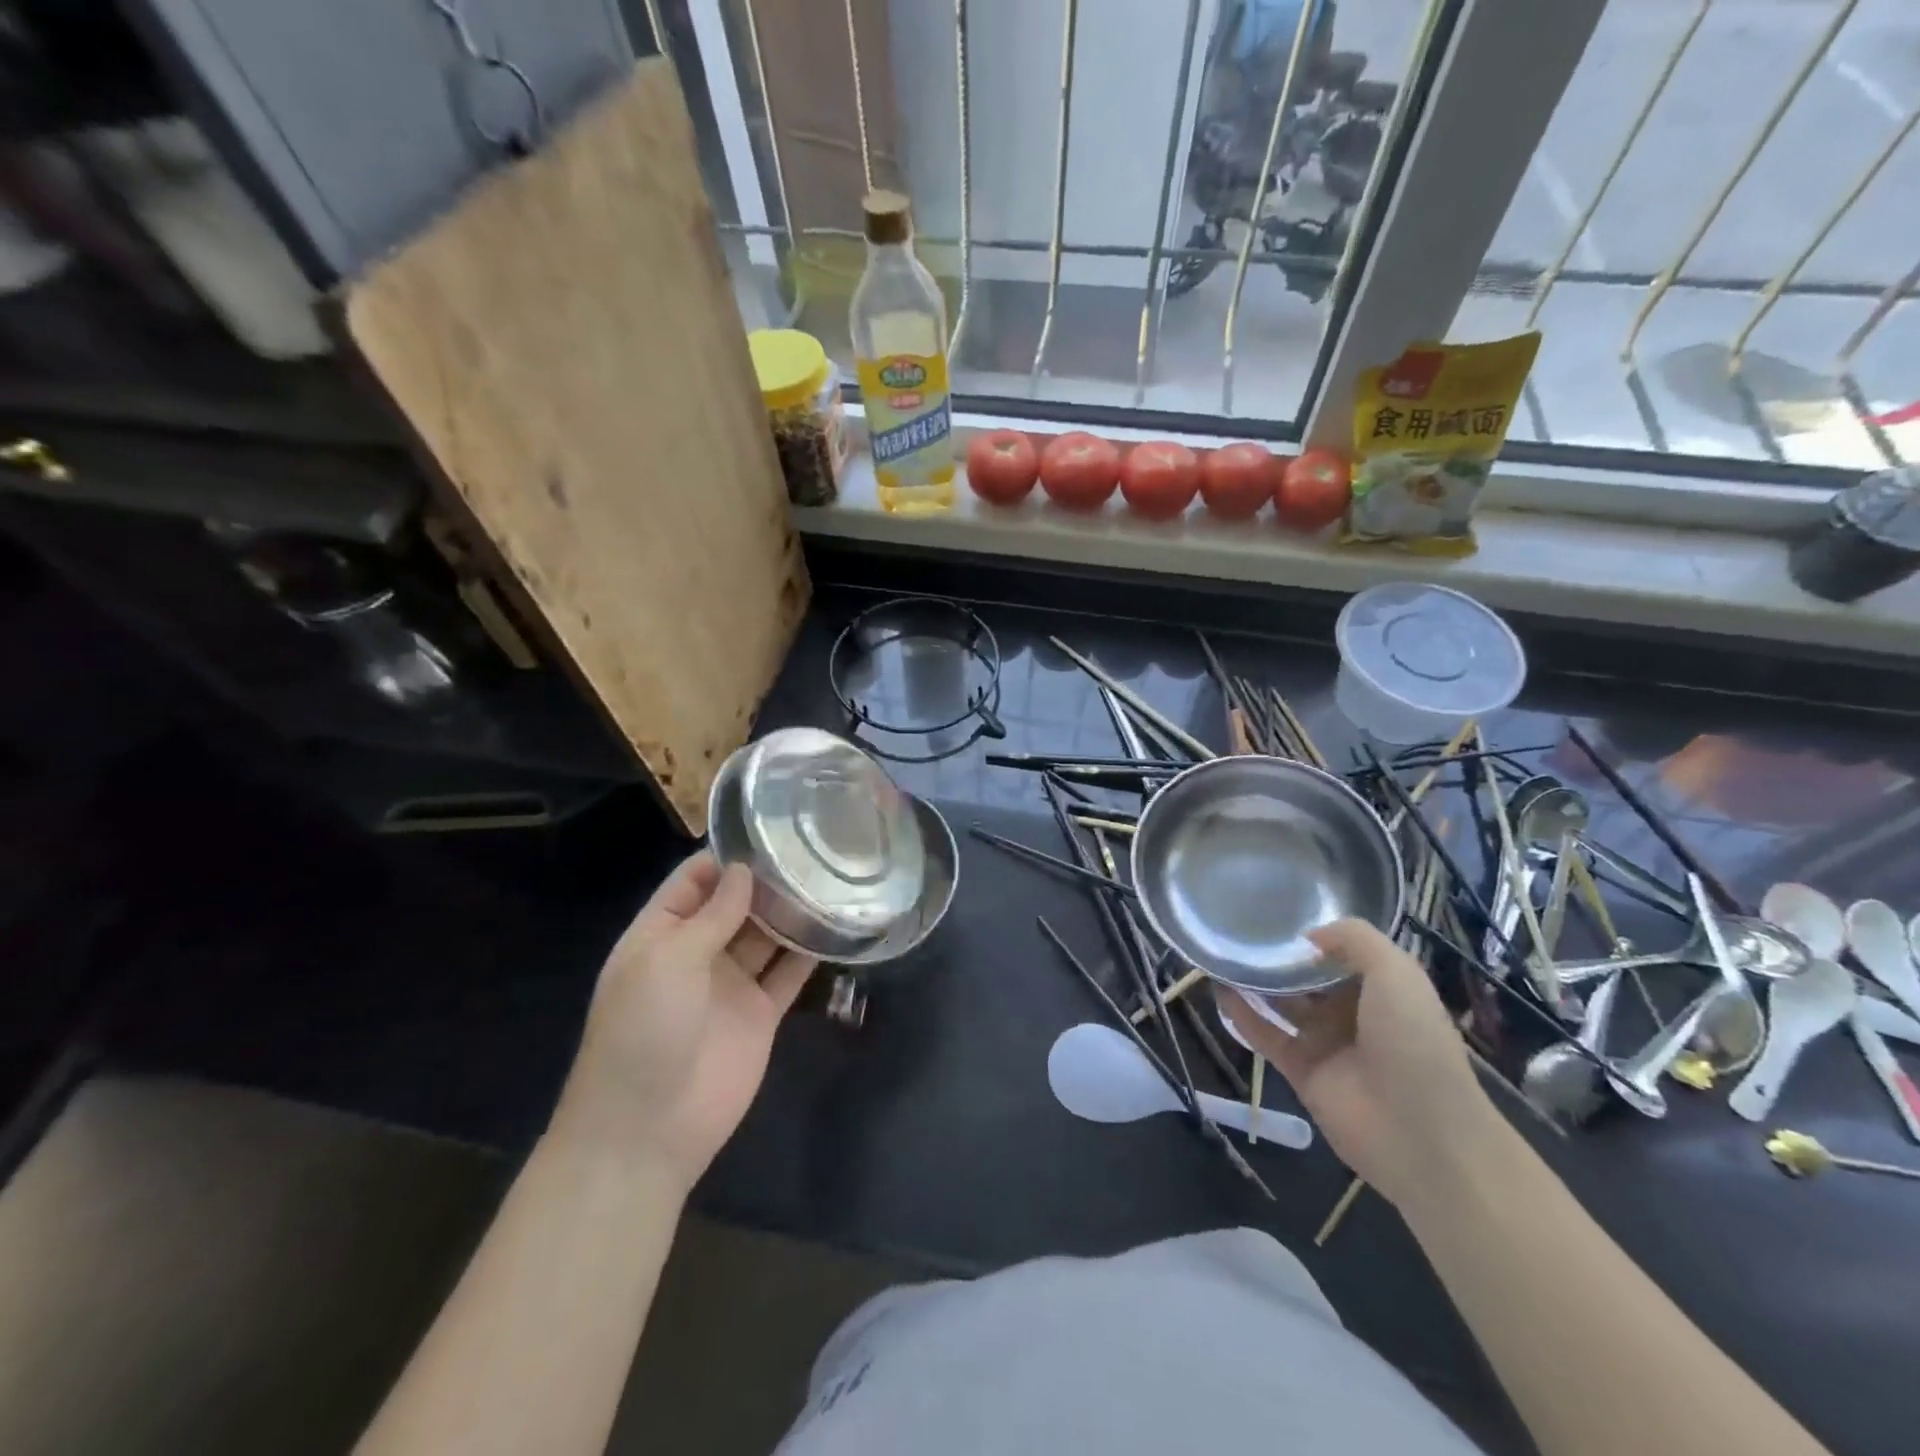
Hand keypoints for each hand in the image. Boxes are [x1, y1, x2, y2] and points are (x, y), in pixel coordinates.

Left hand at [554, 852, 814, 1190]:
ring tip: (829, 876)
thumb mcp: (667, 959)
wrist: (648, 1129)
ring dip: (790, 911)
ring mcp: (731, 984)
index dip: (726, 856)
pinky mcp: (761, 1014)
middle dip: (766, 880)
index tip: (770, 828)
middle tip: (813, 846)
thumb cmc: (643, 1030)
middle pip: (735, 904)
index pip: (694, 881)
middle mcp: (697, 953)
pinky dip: (809, 952)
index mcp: (661, 934)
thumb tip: (743, 870)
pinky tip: (835, 925)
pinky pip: (788, 974)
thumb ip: (711, 914)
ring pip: (766, 935)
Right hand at [1218, 919, 1496, 1208]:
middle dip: (1280, 957)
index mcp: (1383, 990)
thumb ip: (1354, 939)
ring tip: (1222, 953)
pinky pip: (1265, 1035)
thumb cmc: (1413, 1041)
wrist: (1420, 1134)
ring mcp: (1325, 1043)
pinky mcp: (1300, 1070)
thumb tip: (1306, 937)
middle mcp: (1353, 1014)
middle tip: (1242, 929)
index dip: (1316, 936)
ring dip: (1256, 982)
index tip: (1281, 914)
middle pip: (1308, 978)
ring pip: (1283, 1004)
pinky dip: (1242, 1014)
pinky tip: (1218, 989)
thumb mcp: (1396, 972)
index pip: (1343, 954)